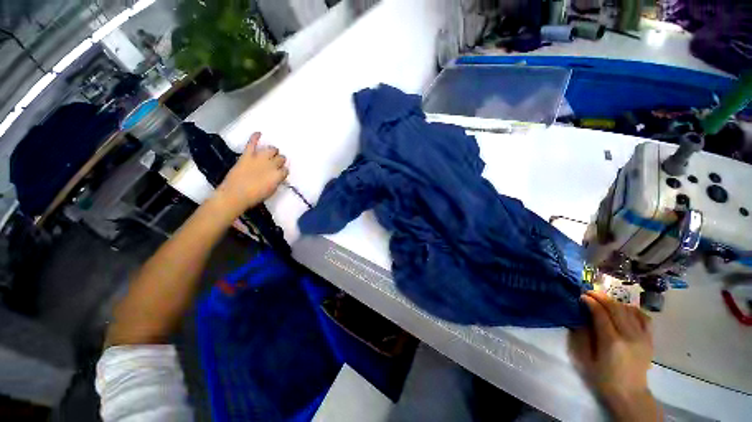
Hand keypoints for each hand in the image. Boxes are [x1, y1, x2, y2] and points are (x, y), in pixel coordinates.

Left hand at [215, 132, 287, 213]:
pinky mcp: (247, 155)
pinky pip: (252, 143)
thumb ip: (277, 181)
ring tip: (271, 153)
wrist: (235, 194)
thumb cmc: (255, 196)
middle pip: (281, 158)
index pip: (286, 170)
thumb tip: (278, 176)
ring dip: (272, 151)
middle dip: (280, 161)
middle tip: (276, 164)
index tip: (280, 173)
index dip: (283, 171)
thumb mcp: (271, 191)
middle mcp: (271, 164)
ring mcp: (259, 158)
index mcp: (278, 175)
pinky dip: (255, 137)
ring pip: (271, 149)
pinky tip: (258, 133)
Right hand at [569, 291, 660, 420]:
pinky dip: (633, 309)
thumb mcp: (586, 359)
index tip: (581, 296)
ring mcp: (642, 337)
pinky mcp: (649, 339)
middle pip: (616, 308)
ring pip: (629, 310)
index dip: (590, 302)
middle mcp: (629, 336)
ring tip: (604, 300)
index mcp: (611, 342)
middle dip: (601, 297)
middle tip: (589, 292)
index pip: (601, 314)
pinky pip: (644, 317)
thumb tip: (581, 318)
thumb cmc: (603, 378)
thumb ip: (583, 336)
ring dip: (615, 301)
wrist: (630, 394)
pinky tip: (625, 308)